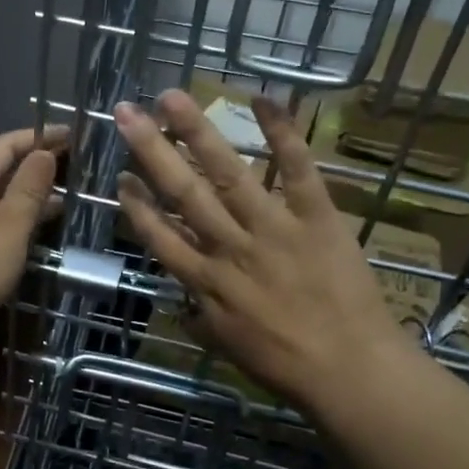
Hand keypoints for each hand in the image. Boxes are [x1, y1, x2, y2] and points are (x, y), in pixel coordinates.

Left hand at [0, 124, 68, 362]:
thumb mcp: (10, 225)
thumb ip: (30, 187)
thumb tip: (44, 154)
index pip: (2, 146)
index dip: (37, 137)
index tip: (70, 133)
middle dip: (34, 166)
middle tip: (73, 162)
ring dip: (28, 196)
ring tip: (67, 196)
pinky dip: (16, 221)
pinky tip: (40, 229)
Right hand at [113, 90, 419, 419]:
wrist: (350, 372)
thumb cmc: (284, 366)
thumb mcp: (226, 347)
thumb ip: (201, 316)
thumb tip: (183, 300)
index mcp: (206, 282)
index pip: (159, 236)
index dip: (135, 205)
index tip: (118, 176)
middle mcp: (230, 248)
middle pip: (182, 193)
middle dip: (150, 150)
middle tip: (125, 112)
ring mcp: (272, 228)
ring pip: (227, 173)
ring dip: (196, 132)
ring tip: (171, 97)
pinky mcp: (316, 217)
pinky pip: (296, 169)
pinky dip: (282, 133)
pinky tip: (262, 99)